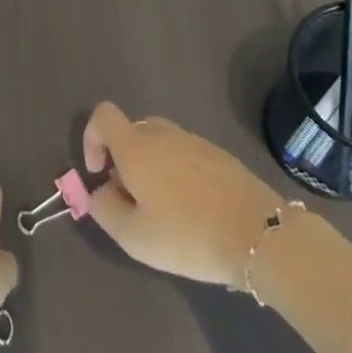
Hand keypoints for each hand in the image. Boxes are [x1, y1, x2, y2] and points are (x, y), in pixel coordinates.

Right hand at [82, 102, 281, 286]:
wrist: (259, 234)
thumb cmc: (188, 235)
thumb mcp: (134, 237)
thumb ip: (104, 209)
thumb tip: (100, 191)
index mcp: (137, 147)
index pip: (103, 115)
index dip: (92, 138)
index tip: (99, 173)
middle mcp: (163, 133)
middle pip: (131, 130)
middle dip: (123, 159)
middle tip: (133, 199)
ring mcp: (194, 140)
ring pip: (160, 143)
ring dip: (152, 166)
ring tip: (165, 209)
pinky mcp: (219, 154)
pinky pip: (185, 153)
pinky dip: (178, 172)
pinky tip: (194, 209)